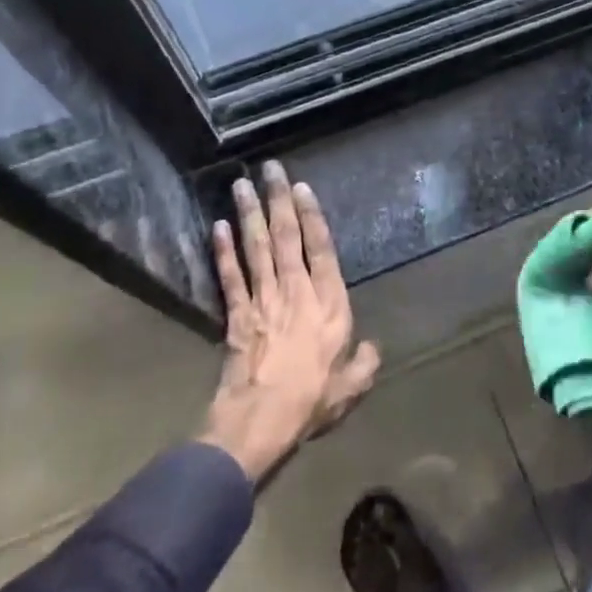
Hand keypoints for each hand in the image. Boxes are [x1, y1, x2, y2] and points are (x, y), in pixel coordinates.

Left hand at [199, 163, 380, 484]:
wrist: (260, 423)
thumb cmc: (311, 402)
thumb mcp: (351, 388)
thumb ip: (365, 364)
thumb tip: (374, 347)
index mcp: (329, 305)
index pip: (321, 250)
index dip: (312, 217)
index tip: (302, 188)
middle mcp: (296, 292)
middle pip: (286, 238)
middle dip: (278, 200)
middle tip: (270, 168)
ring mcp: (263, 300)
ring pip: (256, 248)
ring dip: (249, 214)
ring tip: (240, 185)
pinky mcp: (236, 315)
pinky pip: (230, 277)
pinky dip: (223, 251)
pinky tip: (218, 227)